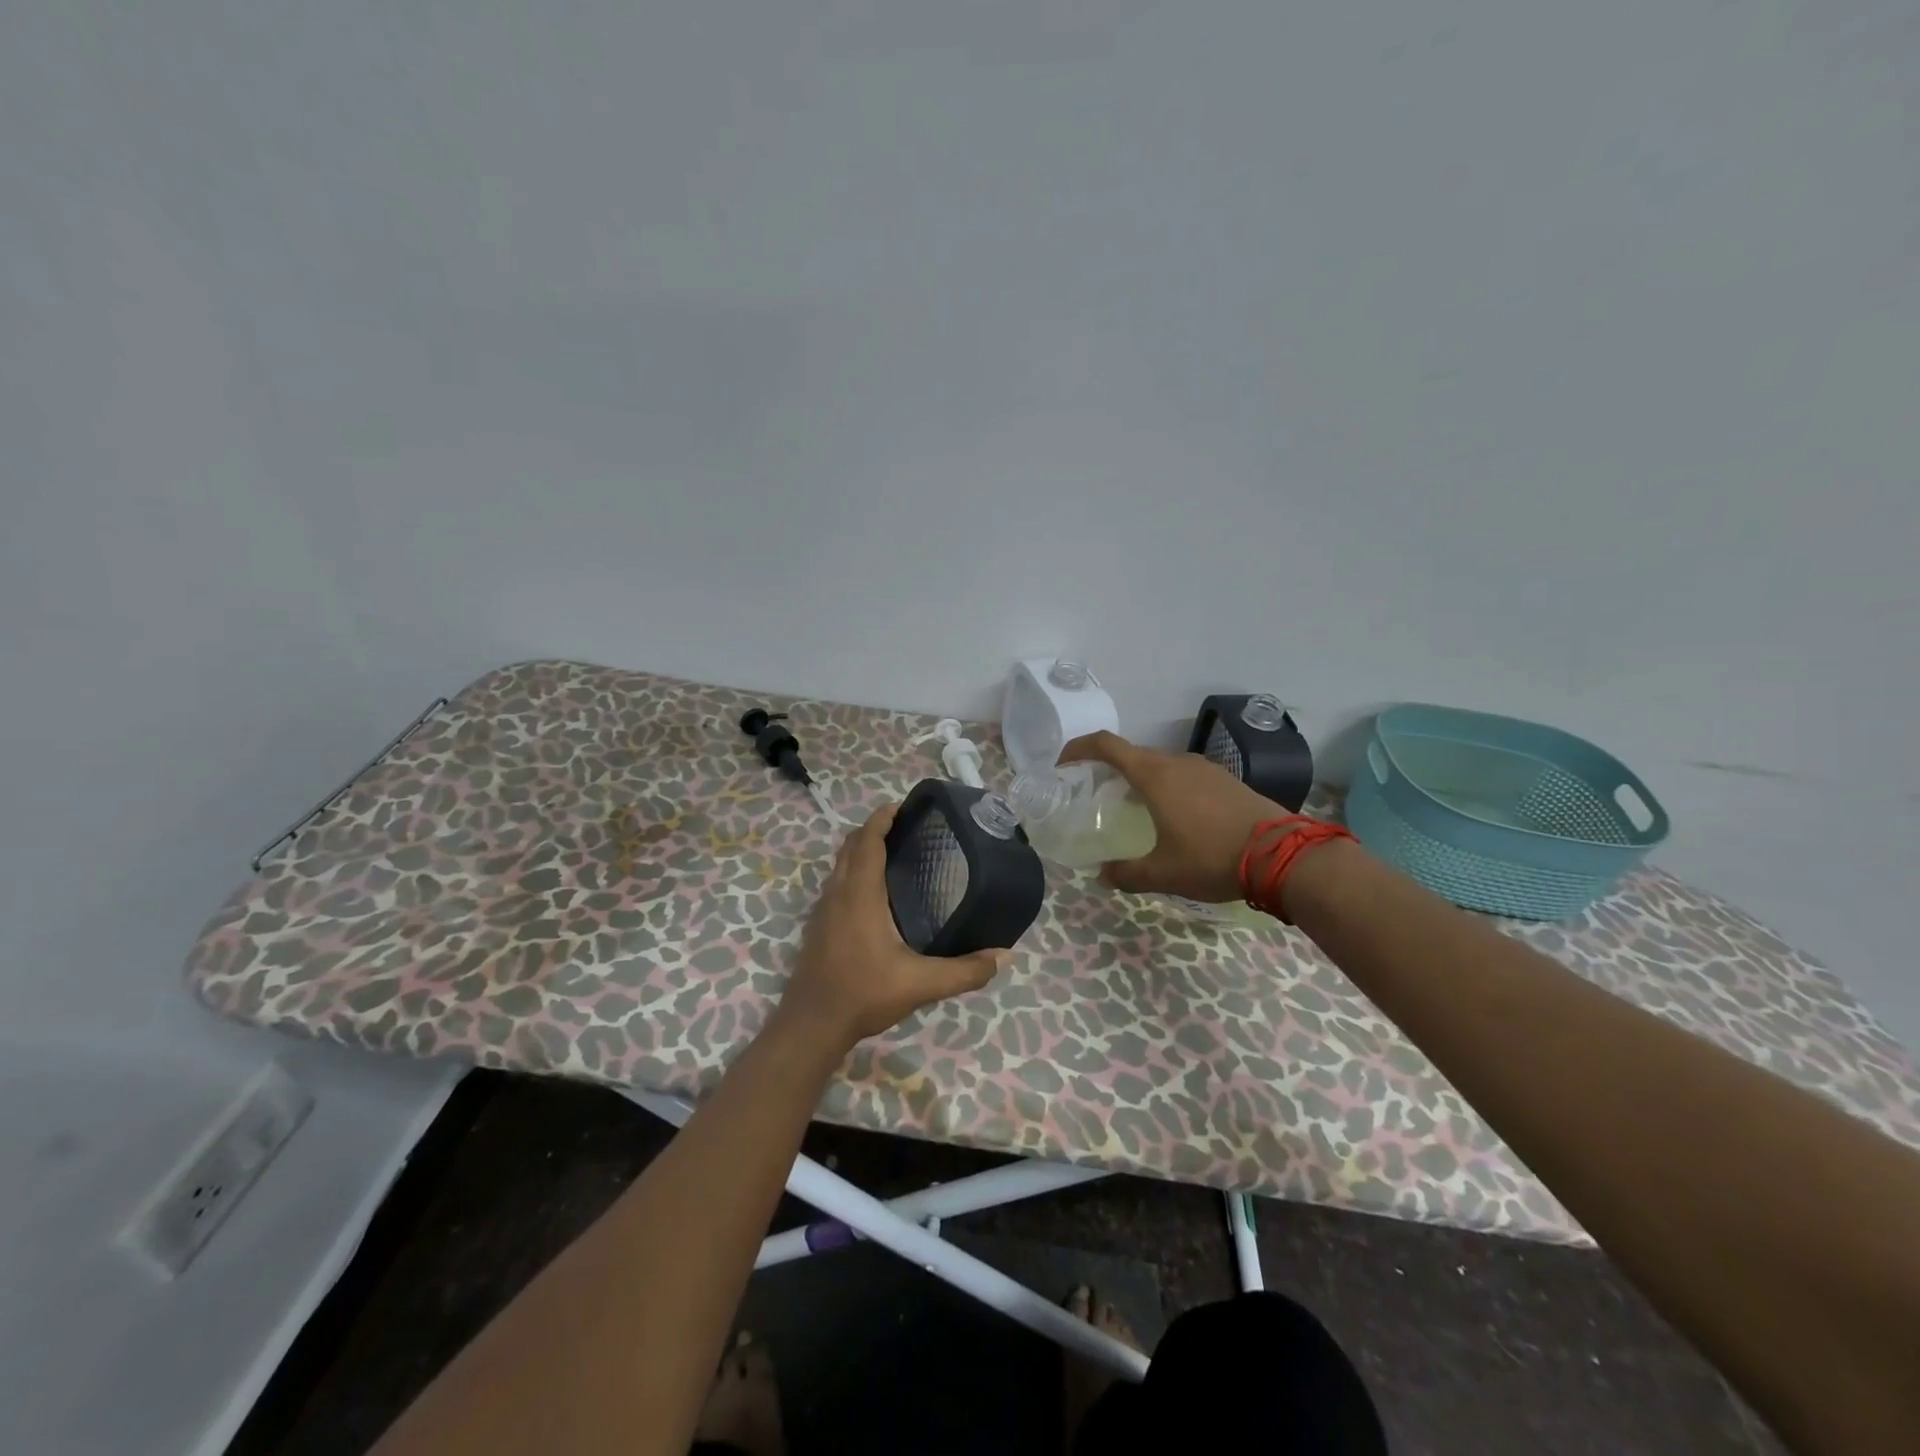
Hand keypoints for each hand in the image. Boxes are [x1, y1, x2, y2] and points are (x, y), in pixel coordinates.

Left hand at [778, 802, 1006, 1051]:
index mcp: (860, 894)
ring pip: (840, 863)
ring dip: (861, 848)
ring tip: (894, 852)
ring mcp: (823, 908)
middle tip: (907, 827)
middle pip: (851, 845)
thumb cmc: (864, 994)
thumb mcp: (921, 984)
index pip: (867, 840)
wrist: (812, 1024)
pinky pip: (836, 882)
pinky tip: (875, 892)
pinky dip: (853, 869)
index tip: (904, 806)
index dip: (882, 817)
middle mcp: (838, 892)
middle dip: (874, 828)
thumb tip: (1004, 956)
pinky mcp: (818, 925)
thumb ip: (964, 971)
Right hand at [1058, 730, 1289, 901]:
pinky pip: (1183, 775)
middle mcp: (1176, 762)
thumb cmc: (1213, 858)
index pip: (1106, 745)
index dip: (1079, 748)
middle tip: (1096, 795)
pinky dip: (1167, 786)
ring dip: (1140, 779)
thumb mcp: (1163, 873)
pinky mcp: (1225, 779)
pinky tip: (1173, 816)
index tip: (1063, 764)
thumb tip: (1102, 876)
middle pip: (1132, 754)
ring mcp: (1204, 768)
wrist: (1284, 855)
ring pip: (1160, 764)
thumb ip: (1127, 874)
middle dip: (1108, 769)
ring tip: (1133, 808)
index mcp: (1154, 775)